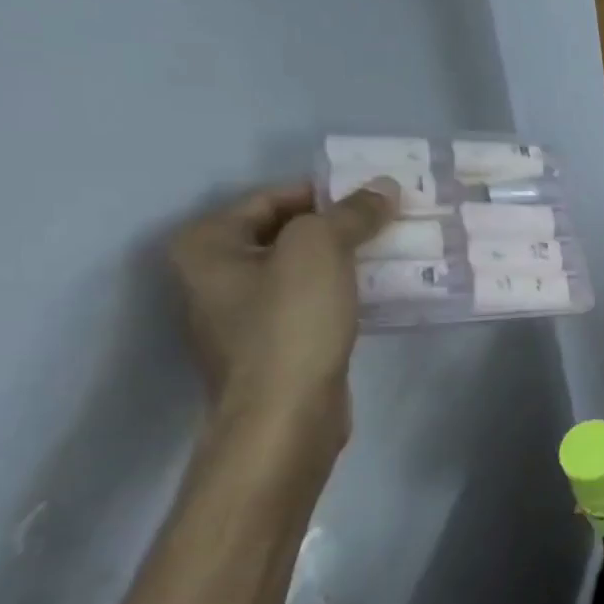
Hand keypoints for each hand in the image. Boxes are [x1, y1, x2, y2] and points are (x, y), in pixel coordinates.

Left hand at [170, 180, 397, 429]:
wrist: (286, 415)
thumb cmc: (290, 322)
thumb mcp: (320, 249)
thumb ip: (352, 212)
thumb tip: (384, 187)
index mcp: (208, 245)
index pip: (273, 197)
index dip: (326, 192)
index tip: (376, 195)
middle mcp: (216, 276)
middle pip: (288, 233)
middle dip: (340, 225)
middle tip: (391, 219)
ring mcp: (244, 315)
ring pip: (304, 269)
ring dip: (347, 258)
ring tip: (395, 249)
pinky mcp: (276, 345)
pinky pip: (314, 302)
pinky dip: (344, 291)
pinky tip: (381, 289)